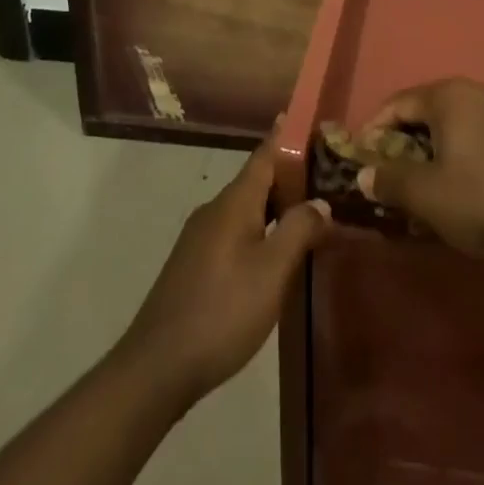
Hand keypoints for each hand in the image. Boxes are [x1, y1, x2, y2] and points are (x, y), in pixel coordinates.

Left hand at [121, 139, 329, 403]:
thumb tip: (321, 202)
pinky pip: (236, 231)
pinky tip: (275, 254)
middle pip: (257, 181)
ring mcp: (201, 238)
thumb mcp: (272, 271)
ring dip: (276, 206)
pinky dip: (261, 229)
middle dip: (290, 176)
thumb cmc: (222, 311)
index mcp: (234, 202)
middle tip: (326, 175)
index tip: (306, 117)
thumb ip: (299, 230)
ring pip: (246, 209)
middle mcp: (215, 210)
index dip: (286, 135)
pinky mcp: (195, 265)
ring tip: (309, 214)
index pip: (265, 154)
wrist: (157, 367)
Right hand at [356, 79, 483, 260]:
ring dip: (439, 146)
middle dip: (408, 139)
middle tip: (394, 172)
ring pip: (460, 121)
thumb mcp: (428, 196)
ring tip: (430, 181)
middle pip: (430, 109)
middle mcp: (479, 89)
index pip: (399, 103)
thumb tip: (365, 174)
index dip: (376, 129)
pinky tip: (469, 183)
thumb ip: (390, 180)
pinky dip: (467, 150)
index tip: (363, 156)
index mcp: (450, 95)